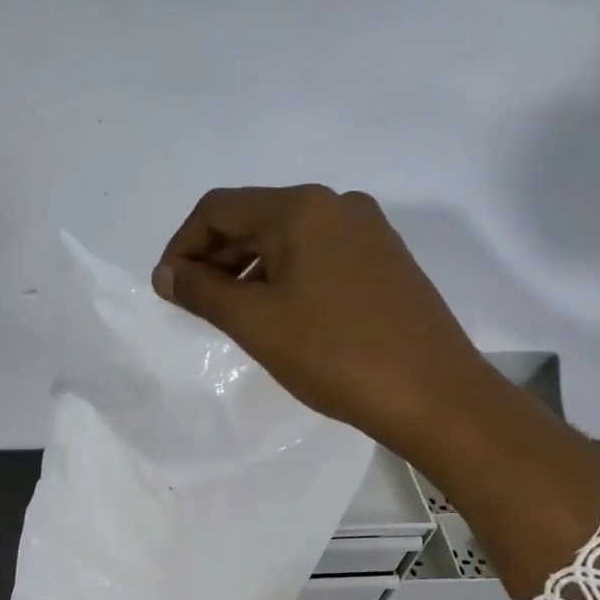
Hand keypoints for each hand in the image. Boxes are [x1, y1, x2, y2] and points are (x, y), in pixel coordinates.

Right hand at [153, 185, 490, 453]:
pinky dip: (285, 276)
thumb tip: (166, 274)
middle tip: (194, 305)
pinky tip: (279, 314)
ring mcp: (368, 230)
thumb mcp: (255, 323)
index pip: (219, 209)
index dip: (182, 245)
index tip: (168, 289)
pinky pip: (318, 255)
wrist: (433, 395)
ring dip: (249, 269)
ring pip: (287, 238)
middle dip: (215, 258)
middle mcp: (338, 204)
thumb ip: (202, 291)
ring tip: (232, 315)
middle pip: (254, 218)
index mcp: (302, 207)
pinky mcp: (386, 260)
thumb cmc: (335, 355)